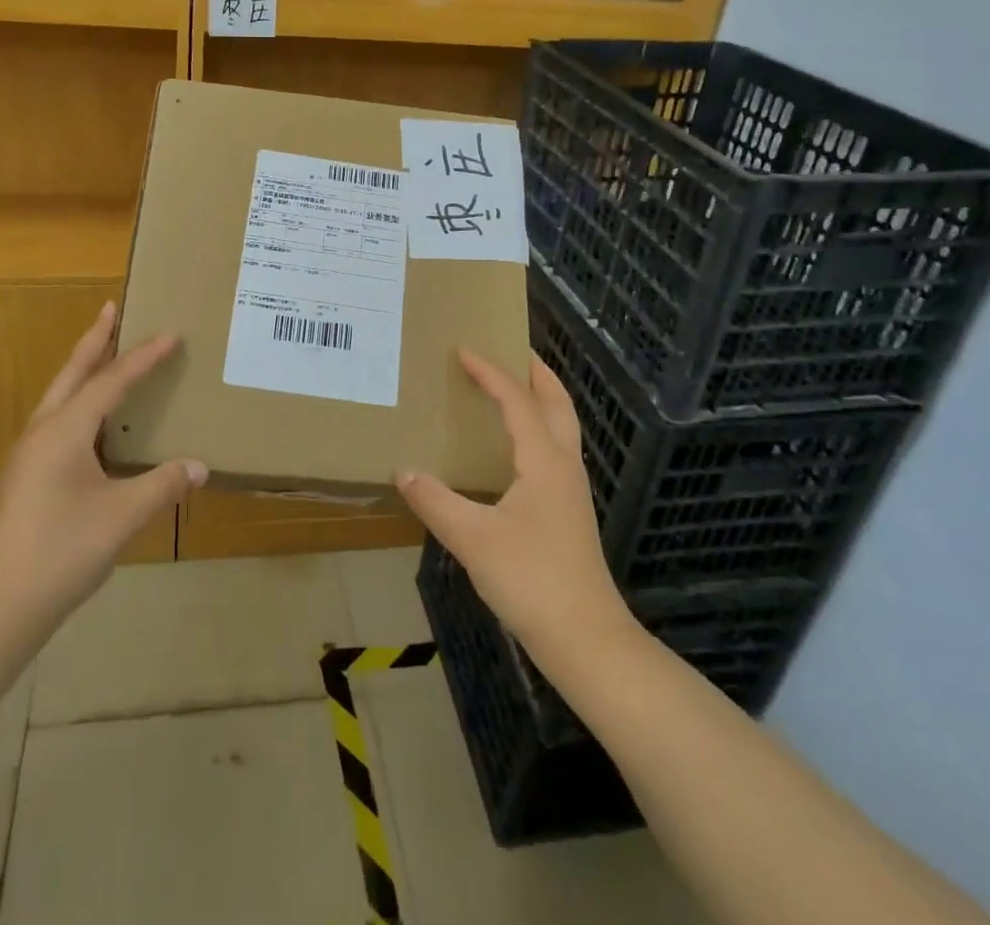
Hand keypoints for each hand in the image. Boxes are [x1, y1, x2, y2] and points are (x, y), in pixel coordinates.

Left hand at [0, 302, 205, 639]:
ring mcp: (27, 457)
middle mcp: (41, 432)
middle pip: (72, 374)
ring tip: (103, 355)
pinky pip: (56, 423)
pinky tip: (91, 425)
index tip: (170, 334)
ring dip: (82, 371)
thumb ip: (163, 486)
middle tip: (111, 309)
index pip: (111, 382)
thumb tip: (200, 467)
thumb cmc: (61, 552)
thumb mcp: (122, 516)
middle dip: (94, 340)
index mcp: (64, 431)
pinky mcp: (23, 479)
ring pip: (59, 397)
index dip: (143, 357)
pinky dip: (77, 404)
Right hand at [396, 350, 633, 665]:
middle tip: (511, 349)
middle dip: (536, 373)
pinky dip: (538, 429)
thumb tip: (403, 471)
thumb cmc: (532, 580)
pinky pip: (555, 451)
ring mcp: (570, 491)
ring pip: (561, 428)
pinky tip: (514, 450)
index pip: (517, 401)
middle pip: (557, 404)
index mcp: (544, 461)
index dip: (491, 373)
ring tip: (512, 389)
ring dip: (540, 400)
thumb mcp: (473, 538)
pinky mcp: (568, 513)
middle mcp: (563, 466)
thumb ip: (435, 501)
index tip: (464, 350)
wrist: (587, 640)